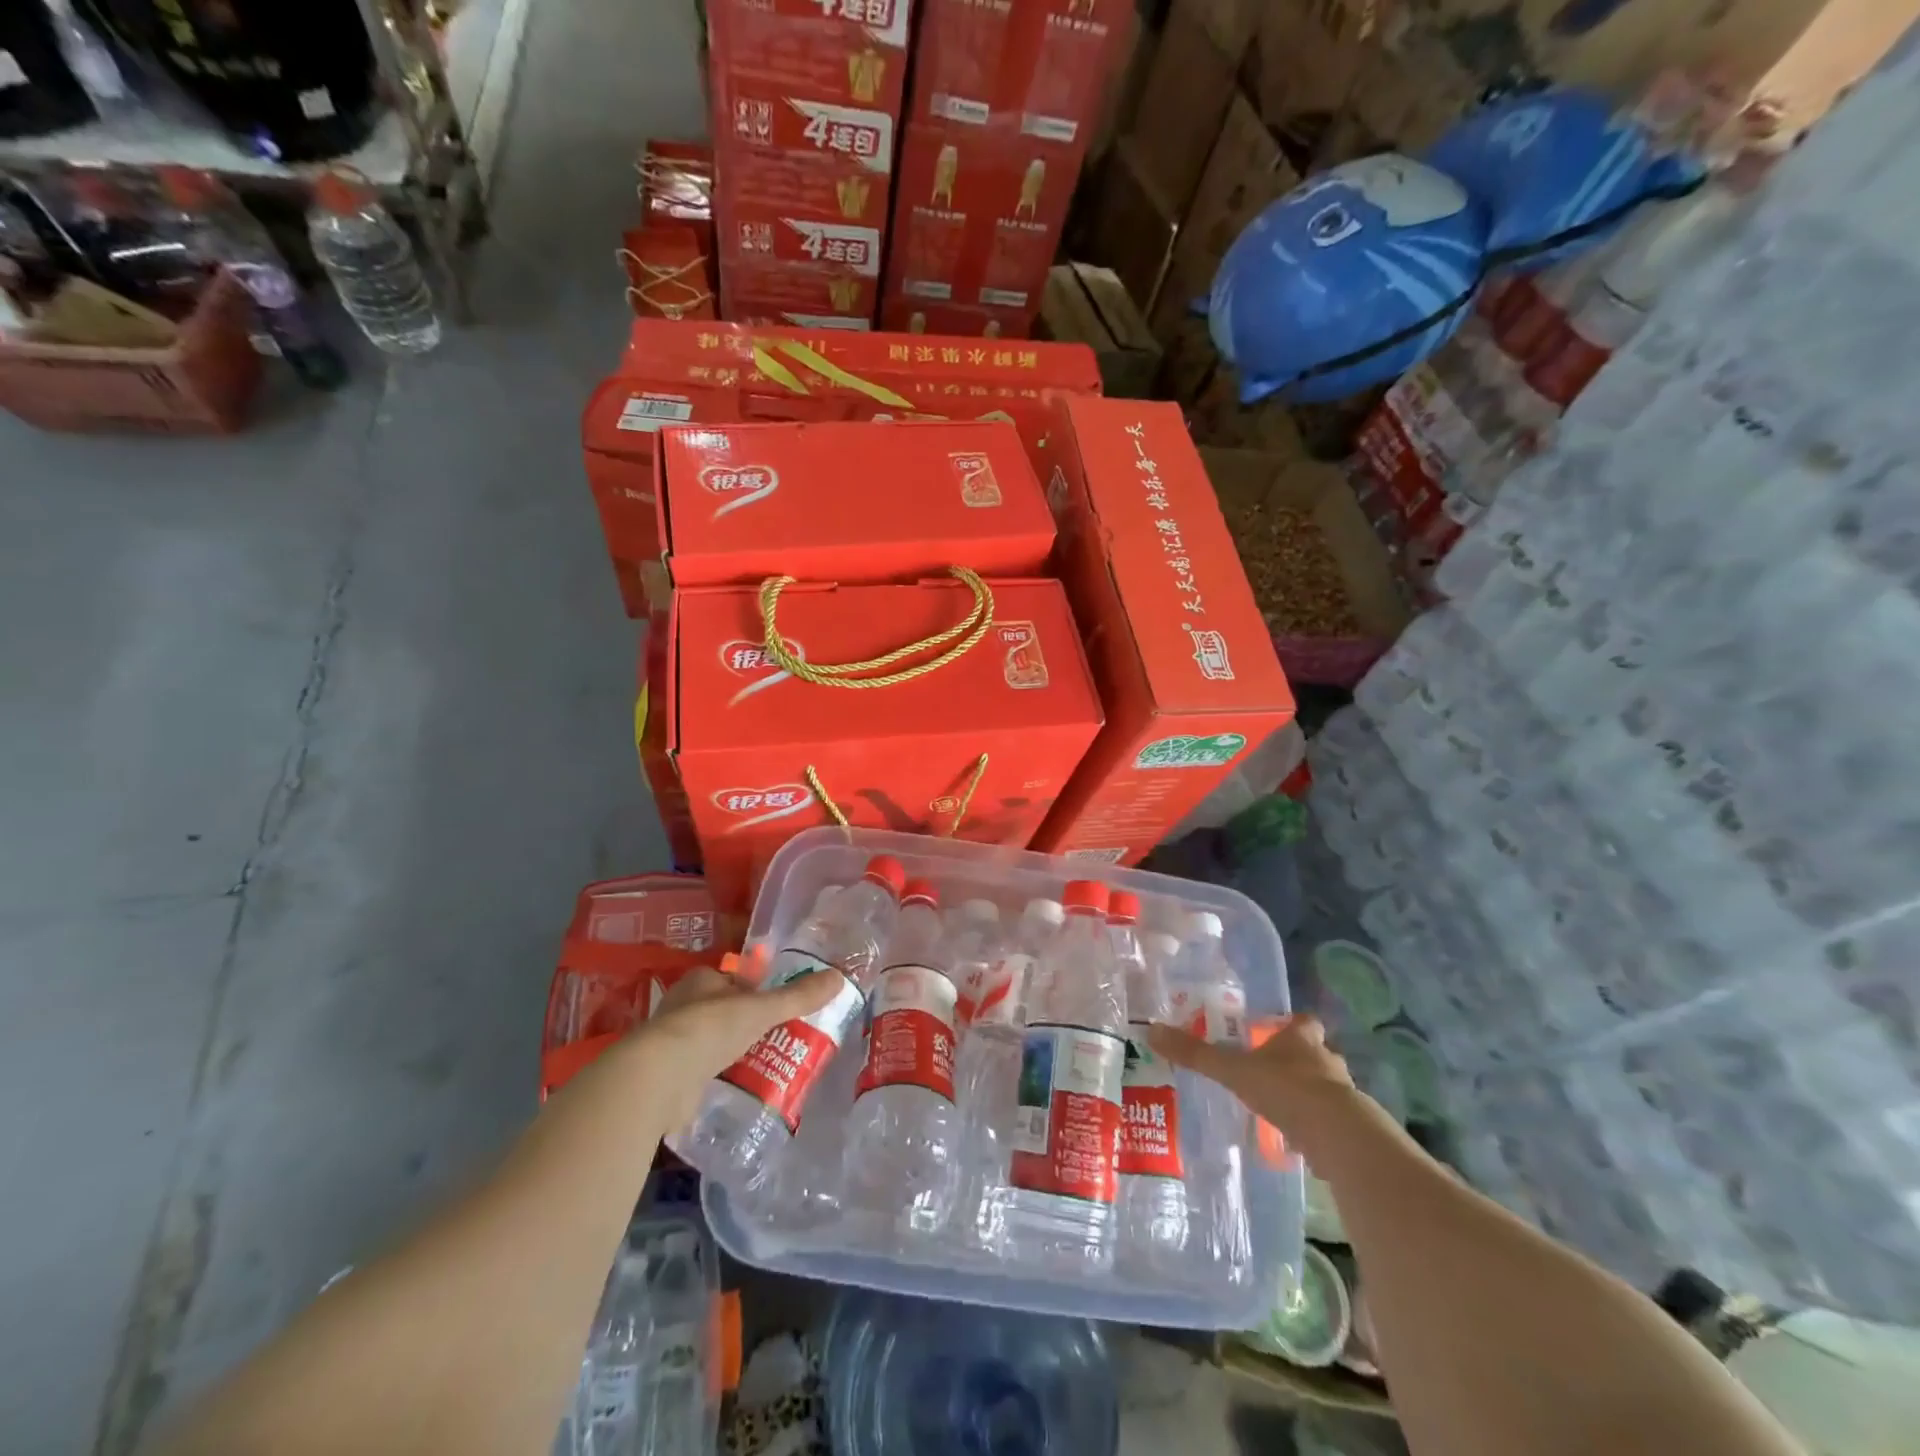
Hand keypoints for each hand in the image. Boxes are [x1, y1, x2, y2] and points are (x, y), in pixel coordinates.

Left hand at [623, 966, 845, 1125]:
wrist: (658, 1078)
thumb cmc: (710, 1029)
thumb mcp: (762, 1009)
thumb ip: (799, 996)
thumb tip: (840, 977)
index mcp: (701, 981)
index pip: (734, 981)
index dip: (755, 991)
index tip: (777, 1008)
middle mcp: (683, 1006)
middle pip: (722, 1011)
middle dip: (745, 1024)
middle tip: (777, 1038)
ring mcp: (672, 1042)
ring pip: (710, 1042)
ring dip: (731, 1052)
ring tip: (764, 1065)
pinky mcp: (667, 1075)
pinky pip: (700, 1072)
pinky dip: (716, 1078)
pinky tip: (737, 1088)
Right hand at [1148, 1014, 1356, 1155]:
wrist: (1338, 1136)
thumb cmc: (1286, 1089)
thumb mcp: (1233, 1070)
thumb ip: (1196, 1054)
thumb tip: (1151, 1030)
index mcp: (1301, 1040)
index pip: (1303, 1023)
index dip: (1292, 1026)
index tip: (1276, 1032)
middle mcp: (1326, 1061)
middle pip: (1317, 1054)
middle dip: (1299, 1060)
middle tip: (1273, 1071)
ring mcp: (1344, 1096)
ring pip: (1326, 1088)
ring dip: (1309, 1095)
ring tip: (1282, 1108)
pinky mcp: (1351, 1130)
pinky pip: (1331, 1123)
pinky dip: (1316, 1127)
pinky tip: (1298, 1139)